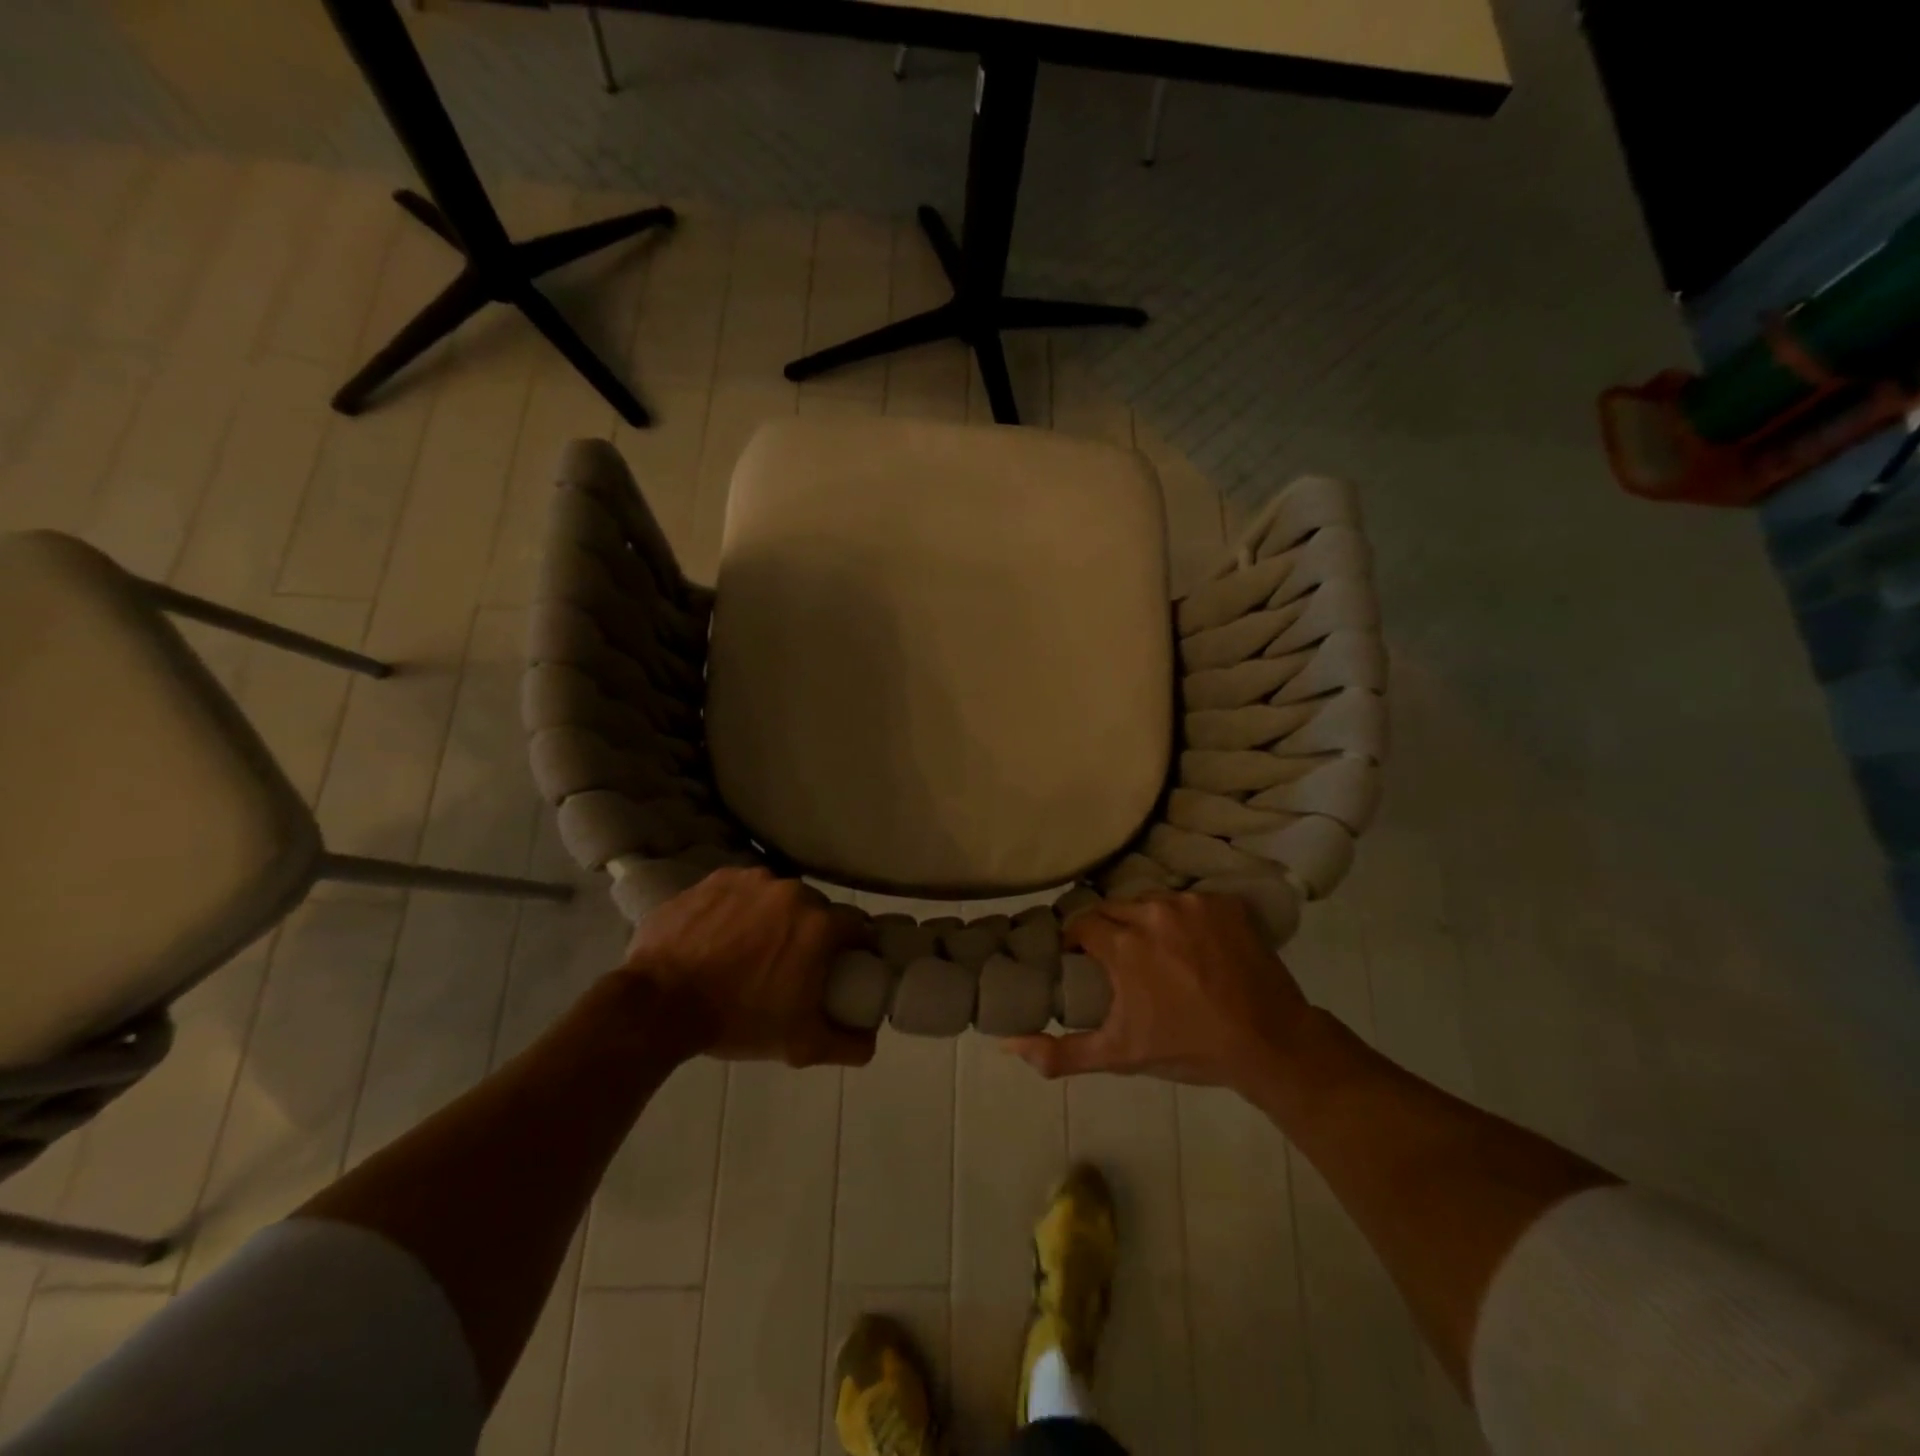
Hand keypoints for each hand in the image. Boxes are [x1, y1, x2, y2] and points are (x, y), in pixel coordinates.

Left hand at [618, 867, 875, 1067]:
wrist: (660, 1004)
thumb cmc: (738, 1020)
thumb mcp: (800, 1044)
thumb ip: (847, 1044)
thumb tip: (871, 1041)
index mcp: (820, 925)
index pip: (855, 926)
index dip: (854, 946)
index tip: (843, 965)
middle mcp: (792, 891)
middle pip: (816, 908)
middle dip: (812, 931)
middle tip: (793, 962)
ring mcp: (751, 880)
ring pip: (777, 896)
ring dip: (775, 916)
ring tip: (752, 948)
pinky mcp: (716, 879)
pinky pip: (741, 890)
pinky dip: (740, 908)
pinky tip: (722, 934)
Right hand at [1005, 892, 1315, 1089]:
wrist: (1270, 1044)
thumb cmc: (1189, 1048)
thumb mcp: (1120, 1055)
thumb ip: (1061, 1052)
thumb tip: (1008, 1044)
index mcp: (1123, 943)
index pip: (1081, 923)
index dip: (1077, 941)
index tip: (1082, 960)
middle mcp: (1152, 912)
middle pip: (1114, 909)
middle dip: (1110, 931)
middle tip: (1121, 961)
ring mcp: (1192, 904)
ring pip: (1150, 902)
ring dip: (1146, 922)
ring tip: (1158, 952)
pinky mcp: (1224, 903)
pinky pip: (1189, 903)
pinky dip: (1185, 920)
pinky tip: (1195, 947)